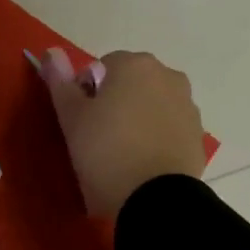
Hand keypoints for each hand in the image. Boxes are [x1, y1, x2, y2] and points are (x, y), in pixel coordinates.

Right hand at [41, 48, 203, 220]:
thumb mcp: (72, 118)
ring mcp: (188, 106)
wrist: (154, 198)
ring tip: (122, 153)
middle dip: (116, 102)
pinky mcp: (197, 136)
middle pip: (132, 83)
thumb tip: (51, 51)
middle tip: (98, 136)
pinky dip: (156, 138)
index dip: (87, 91)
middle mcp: (168, 76)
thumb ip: (60, 81)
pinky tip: (142, 164)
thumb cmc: (105, 152)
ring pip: (153, 105)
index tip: (81, 120)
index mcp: (135, 65)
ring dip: (138, 119)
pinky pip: (169, 129)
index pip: (103, 66)